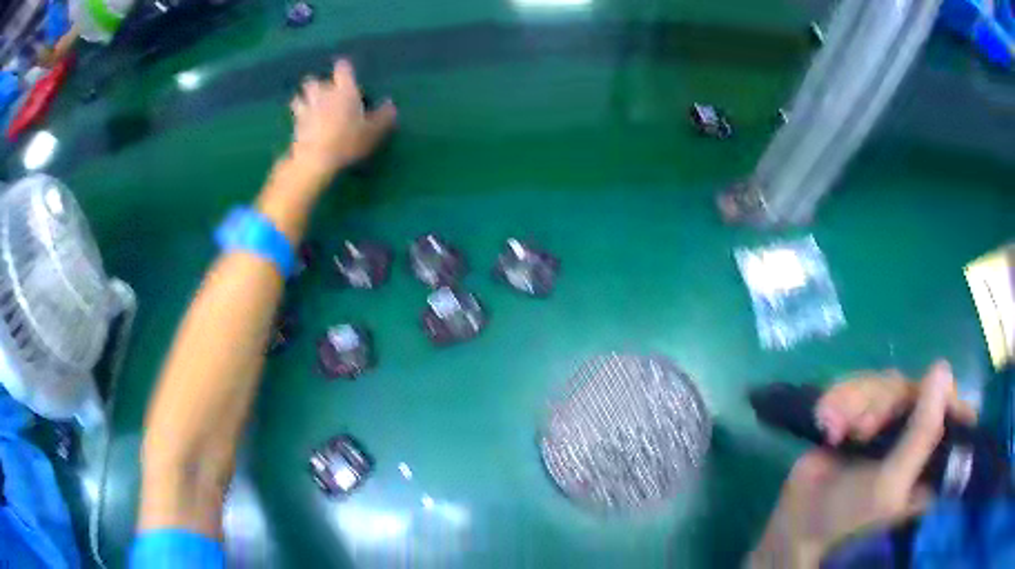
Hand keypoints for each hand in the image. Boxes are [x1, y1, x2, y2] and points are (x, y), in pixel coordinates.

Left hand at [289, 59, 396, 174]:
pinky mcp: (295, 124)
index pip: (343, 68)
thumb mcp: (373, 132)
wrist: (315, 160)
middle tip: (327, 93)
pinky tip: (303, 122)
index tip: (348, 73)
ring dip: (304, 97)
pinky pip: (295, 114)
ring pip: (300, 95)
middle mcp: (323, 94)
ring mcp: (306, 108)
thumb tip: (391, 104)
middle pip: (315, 80)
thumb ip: (384, 117)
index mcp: (344, 90)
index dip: (345, 69)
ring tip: (311, 105)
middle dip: (319, 84)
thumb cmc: (347, 141)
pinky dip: (298, 115)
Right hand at [748, 361, 975, 567]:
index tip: (920, 401)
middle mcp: (915, 433)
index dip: (941, 395)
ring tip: (833, 431)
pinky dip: (839, 400)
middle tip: (860, 432)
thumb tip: (942, 368)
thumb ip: (921, 433)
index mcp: (931, 455)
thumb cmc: (849, 513)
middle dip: (882, 404)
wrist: (798, 519)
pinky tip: (825, 422)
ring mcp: (889, 421)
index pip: (953, 408)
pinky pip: (859, 385)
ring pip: (884, 383)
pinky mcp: (863, 413)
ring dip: (854, 403)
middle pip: (914, 388)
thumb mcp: (890, 482)